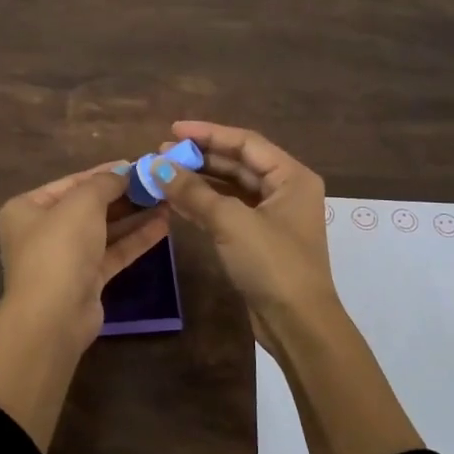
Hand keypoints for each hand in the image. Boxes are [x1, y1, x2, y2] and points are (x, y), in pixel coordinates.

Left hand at [0, 162, 169, 355]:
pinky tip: (163, 226)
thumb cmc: (60, 248)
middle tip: (156, 183)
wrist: (54, 316)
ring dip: (134, 216)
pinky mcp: (85, 281)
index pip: (71, 182)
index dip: (104, 172)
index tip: (136, 164)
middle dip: (123, 195)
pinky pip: (112, 252)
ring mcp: (64, 258)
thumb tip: (124, 172)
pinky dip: (135, 239)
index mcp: (27, 208)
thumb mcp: (82, 203)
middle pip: (88, 206)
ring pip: (104, 230)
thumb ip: (104, 183)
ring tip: (167, 201)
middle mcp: (42, 231)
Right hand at [161, 121, 421, 453]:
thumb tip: (157, 166)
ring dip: (198, 181)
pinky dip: (202, 205)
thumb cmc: (272, 264)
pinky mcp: (258, 240)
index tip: (173, 130)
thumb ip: (193, 191)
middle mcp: (284, 191)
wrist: (297, 323)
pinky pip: (227, 212)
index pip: (245, 142)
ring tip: (163, 175)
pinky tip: (174, 201)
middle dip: (200, 158)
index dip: (208, 133)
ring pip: (230, 188)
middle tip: (162, 154)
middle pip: (237, 163)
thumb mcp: (231, 222)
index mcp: (291, 177)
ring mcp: (271, 217)